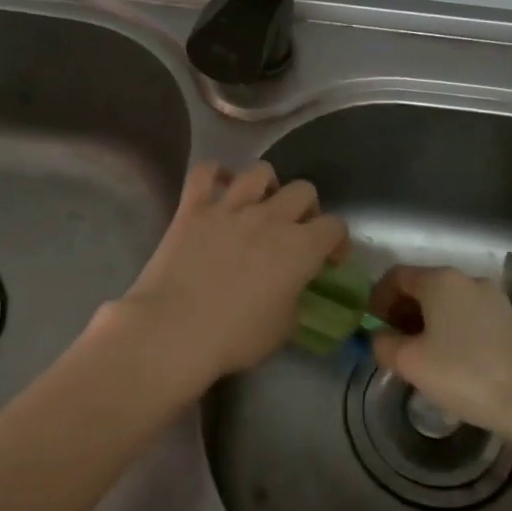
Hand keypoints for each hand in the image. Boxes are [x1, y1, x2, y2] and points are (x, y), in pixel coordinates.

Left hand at [107, 161, 347, 395]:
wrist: (174, 330)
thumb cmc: (234, 338)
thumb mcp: (282, 329)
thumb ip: (294, 298)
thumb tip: (290, 288)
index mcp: (300, 248)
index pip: (335, 227)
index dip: (337, 242)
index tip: (329, 260)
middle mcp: (269, 218)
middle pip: (303, 191)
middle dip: (307, 209)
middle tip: (296, 232)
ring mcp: (229, 208)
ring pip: (260, 172)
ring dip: (268, 186)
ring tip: (261, 204)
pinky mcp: (192, 208)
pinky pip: (205, 173)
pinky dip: (215, 173)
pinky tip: (219, 185)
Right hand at [368, 265, 511, 437]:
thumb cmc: (463, 374)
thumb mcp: (408, 362)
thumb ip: (383, 343)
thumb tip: (380, 337)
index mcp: (440, 280)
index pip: (396, 276)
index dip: (377, 298)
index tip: (372, 325)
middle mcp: (467, 279)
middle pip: (422, 286)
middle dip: (401, 310)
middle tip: (392, 341)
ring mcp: (493, 298)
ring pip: (446, 301)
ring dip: (426, 320)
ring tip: (419, 353)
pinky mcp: (510, 319)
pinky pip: (467, 314)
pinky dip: (450, 327)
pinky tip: (449, 358)